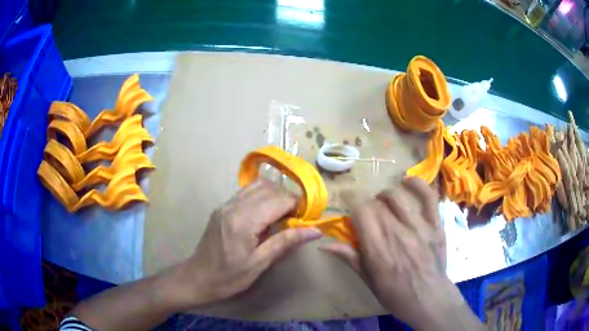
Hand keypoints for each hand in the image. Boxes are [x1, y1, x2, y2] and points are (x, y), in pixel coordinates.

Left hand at [175, 179, 322, 306]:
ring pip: (257, 185)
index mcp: (243, 221)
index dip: (298, 205)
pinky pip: (246, 192)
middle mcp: (233, 206)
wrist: (198, 278)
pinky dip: (262, 197)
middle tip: (297, 218)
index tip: (308, 218)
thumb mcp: (260, 263)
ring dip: (275, 195)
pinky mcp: (222, 207)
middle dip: (288, 199)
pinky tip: (266, 215)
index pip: (279, 199)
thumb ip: (286, 242)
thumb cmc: (229, 277)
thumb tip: (315, 230)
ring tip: (283, 215)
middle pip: (269, 188)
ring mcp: (225, 204)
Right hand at [321, 178, 480, 329]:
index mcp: (377, 248)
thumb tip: (324, 245)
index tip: (352, 214)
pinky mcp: (435, 224)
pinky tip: (407, 182)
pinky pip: (428, 196)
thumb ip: (349, 258)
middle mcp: (396, 232)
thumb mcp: (368, 279)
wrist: (428, 298)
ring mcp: (418, 226)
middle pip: (376, 204)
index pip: (360, 212)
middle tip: (370, 220)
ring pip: (396, 196)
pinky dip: (417, 184)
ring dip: (385, 196)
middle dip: (368, 207)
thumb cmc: (395, 293)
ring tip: (384, 205)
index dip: (352, 207)